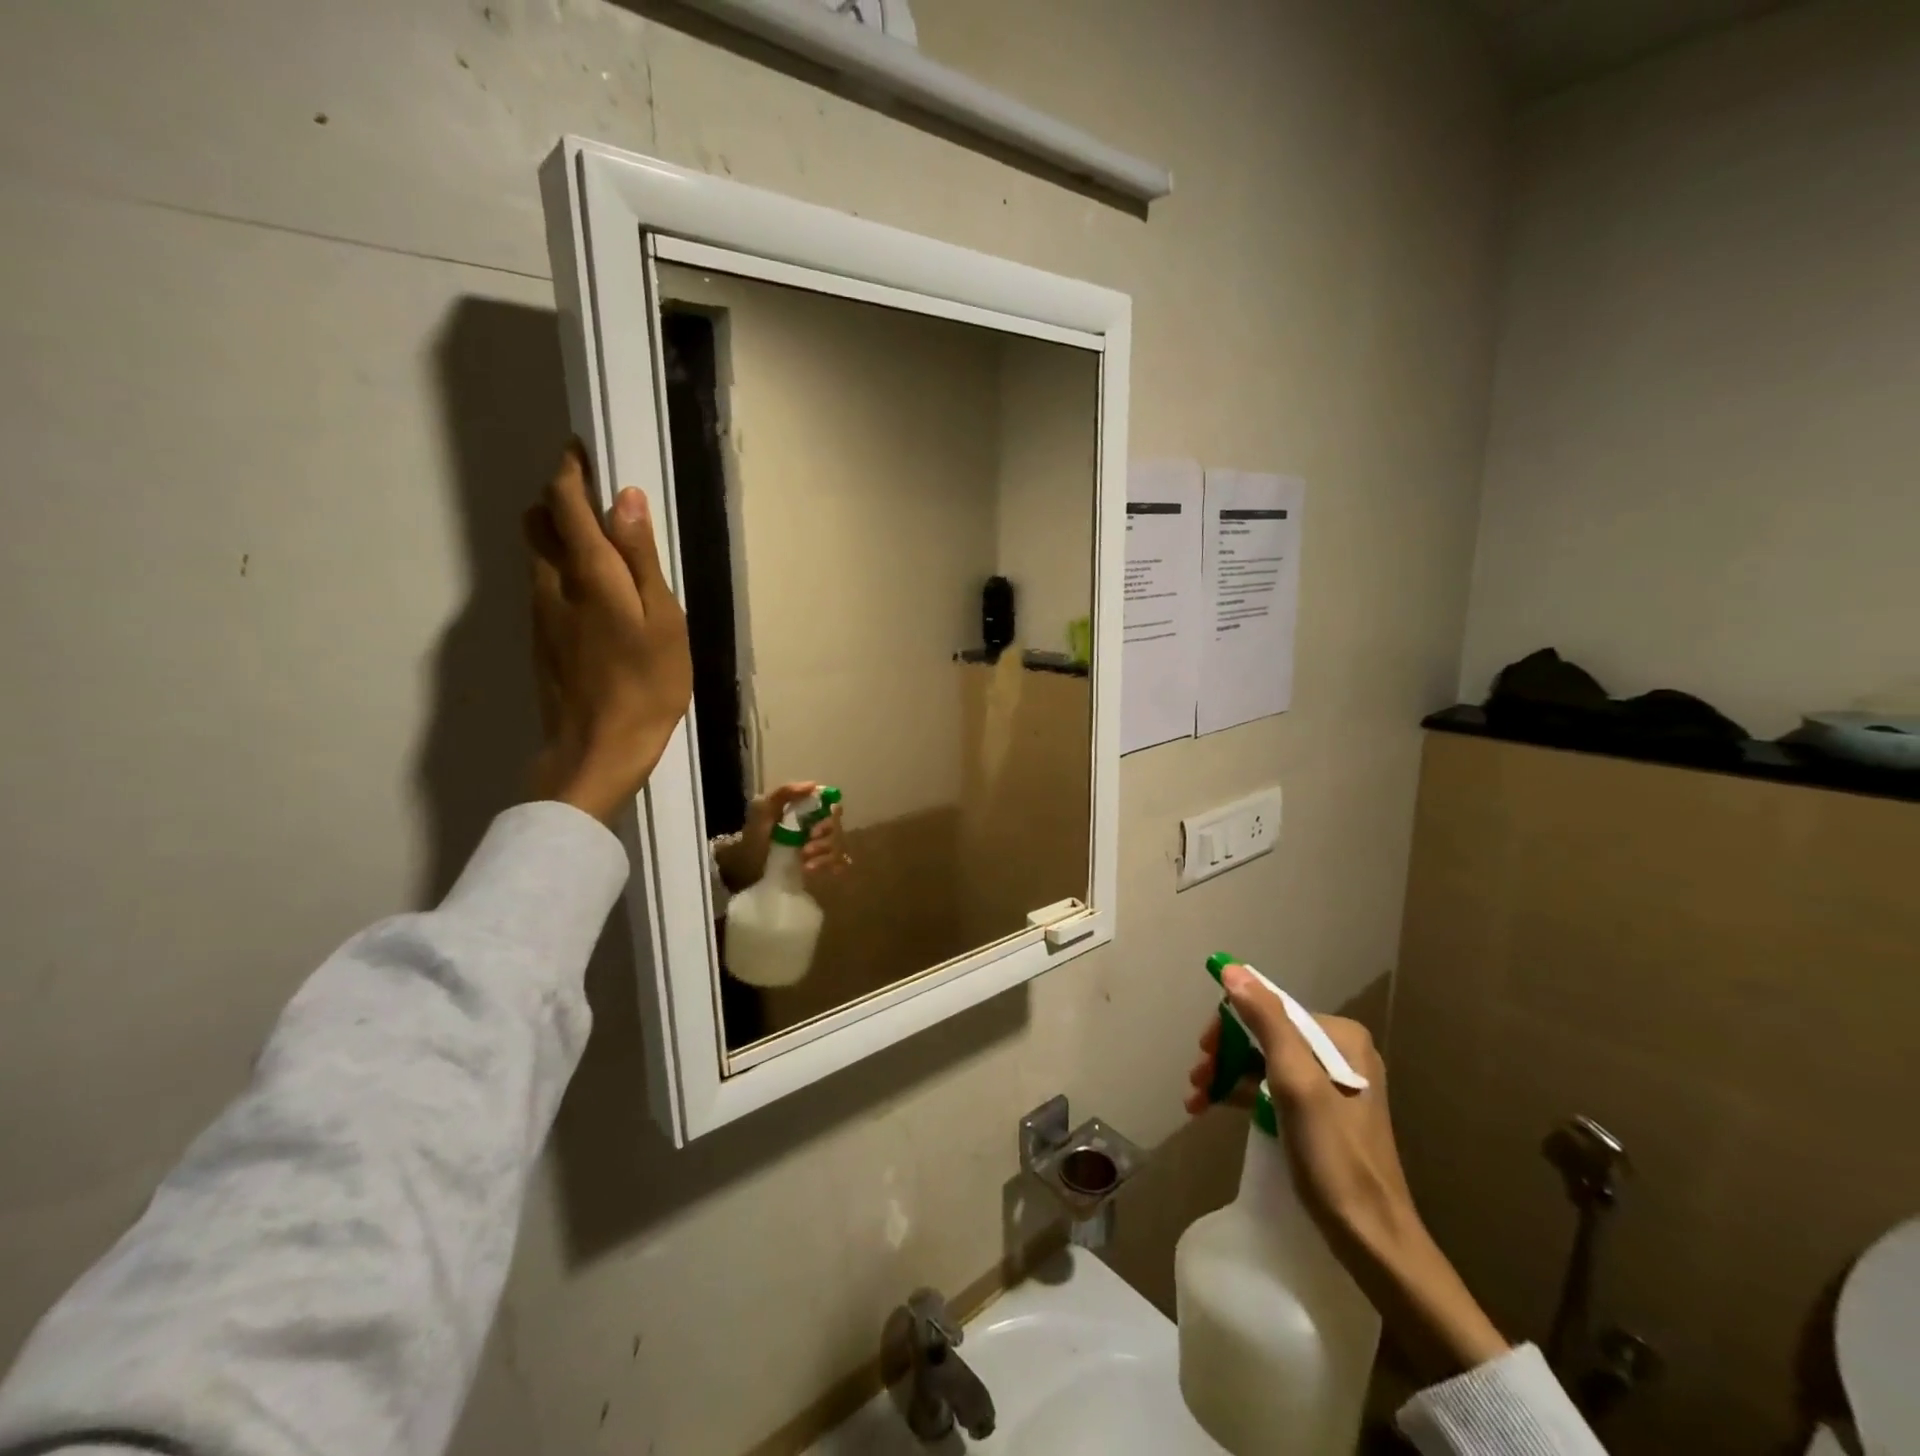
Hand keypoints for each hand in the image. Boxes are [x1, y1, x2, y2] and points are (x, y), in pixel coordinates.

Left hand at [523, 444, 691, 825]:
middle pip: (537, 521)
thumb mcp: (663, 621)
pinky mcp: (539, 638)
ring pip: (536, 554)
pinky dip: (560, 570)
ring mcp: (538, 613)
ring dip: (559, 536)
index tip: (583, 451)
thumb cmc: (647, 686)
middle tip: (598, 505)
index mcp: (587, 573)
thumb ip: (641, 558)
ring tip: (602, 549)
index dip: (570, 469)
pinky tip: (594, 596)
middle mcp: (550, 583)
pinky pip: (542, 584)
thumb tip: (625, 498)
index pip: (564, 501)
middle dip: (559, 501)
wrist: (598, 749)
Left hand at [715, 782, 851, 891]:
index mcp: (806, 812)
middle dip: (825, 840)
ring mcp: (819, 847)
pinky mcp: (819, 865)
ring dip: (824, 855)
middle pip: (837, 829)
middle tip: (806, 849)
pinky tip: (811, 870)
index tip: (815, 828)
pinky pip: (837, 863)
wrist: (742, 868)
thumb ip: (784, 793)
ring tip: (805, 864)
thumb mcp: (763, 810)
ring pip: (838, 846)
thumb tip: (814, 785)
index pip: (832, 807)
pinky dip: (828, 865)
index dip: (831, 816)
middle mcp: (816, 827)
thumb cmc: (753, 836)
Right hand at [1186, 965, 1508, 1376]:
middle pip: (1265, 1035)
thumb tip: (1232, 969)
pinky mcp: (1324, 1114)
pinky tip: (1216, 1106)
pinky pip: (1274, 1088)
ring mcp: (1334, 1084)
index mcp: (1340, 1037)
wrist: (1374, 1241)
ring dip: (1228, 1074)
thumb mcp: (1295, 1083)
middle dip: (1226, 1053)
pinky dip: (1244, 1093)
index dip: (1229, 1026)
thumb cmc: (1334, 1158)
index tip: (1202, 1053)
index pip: (1269, 1009)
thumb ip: (1267, 1020)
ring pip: (1265, 1062)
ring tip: (1196, 1097)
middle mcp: (1340, 1052)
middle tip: (1196, 1078)